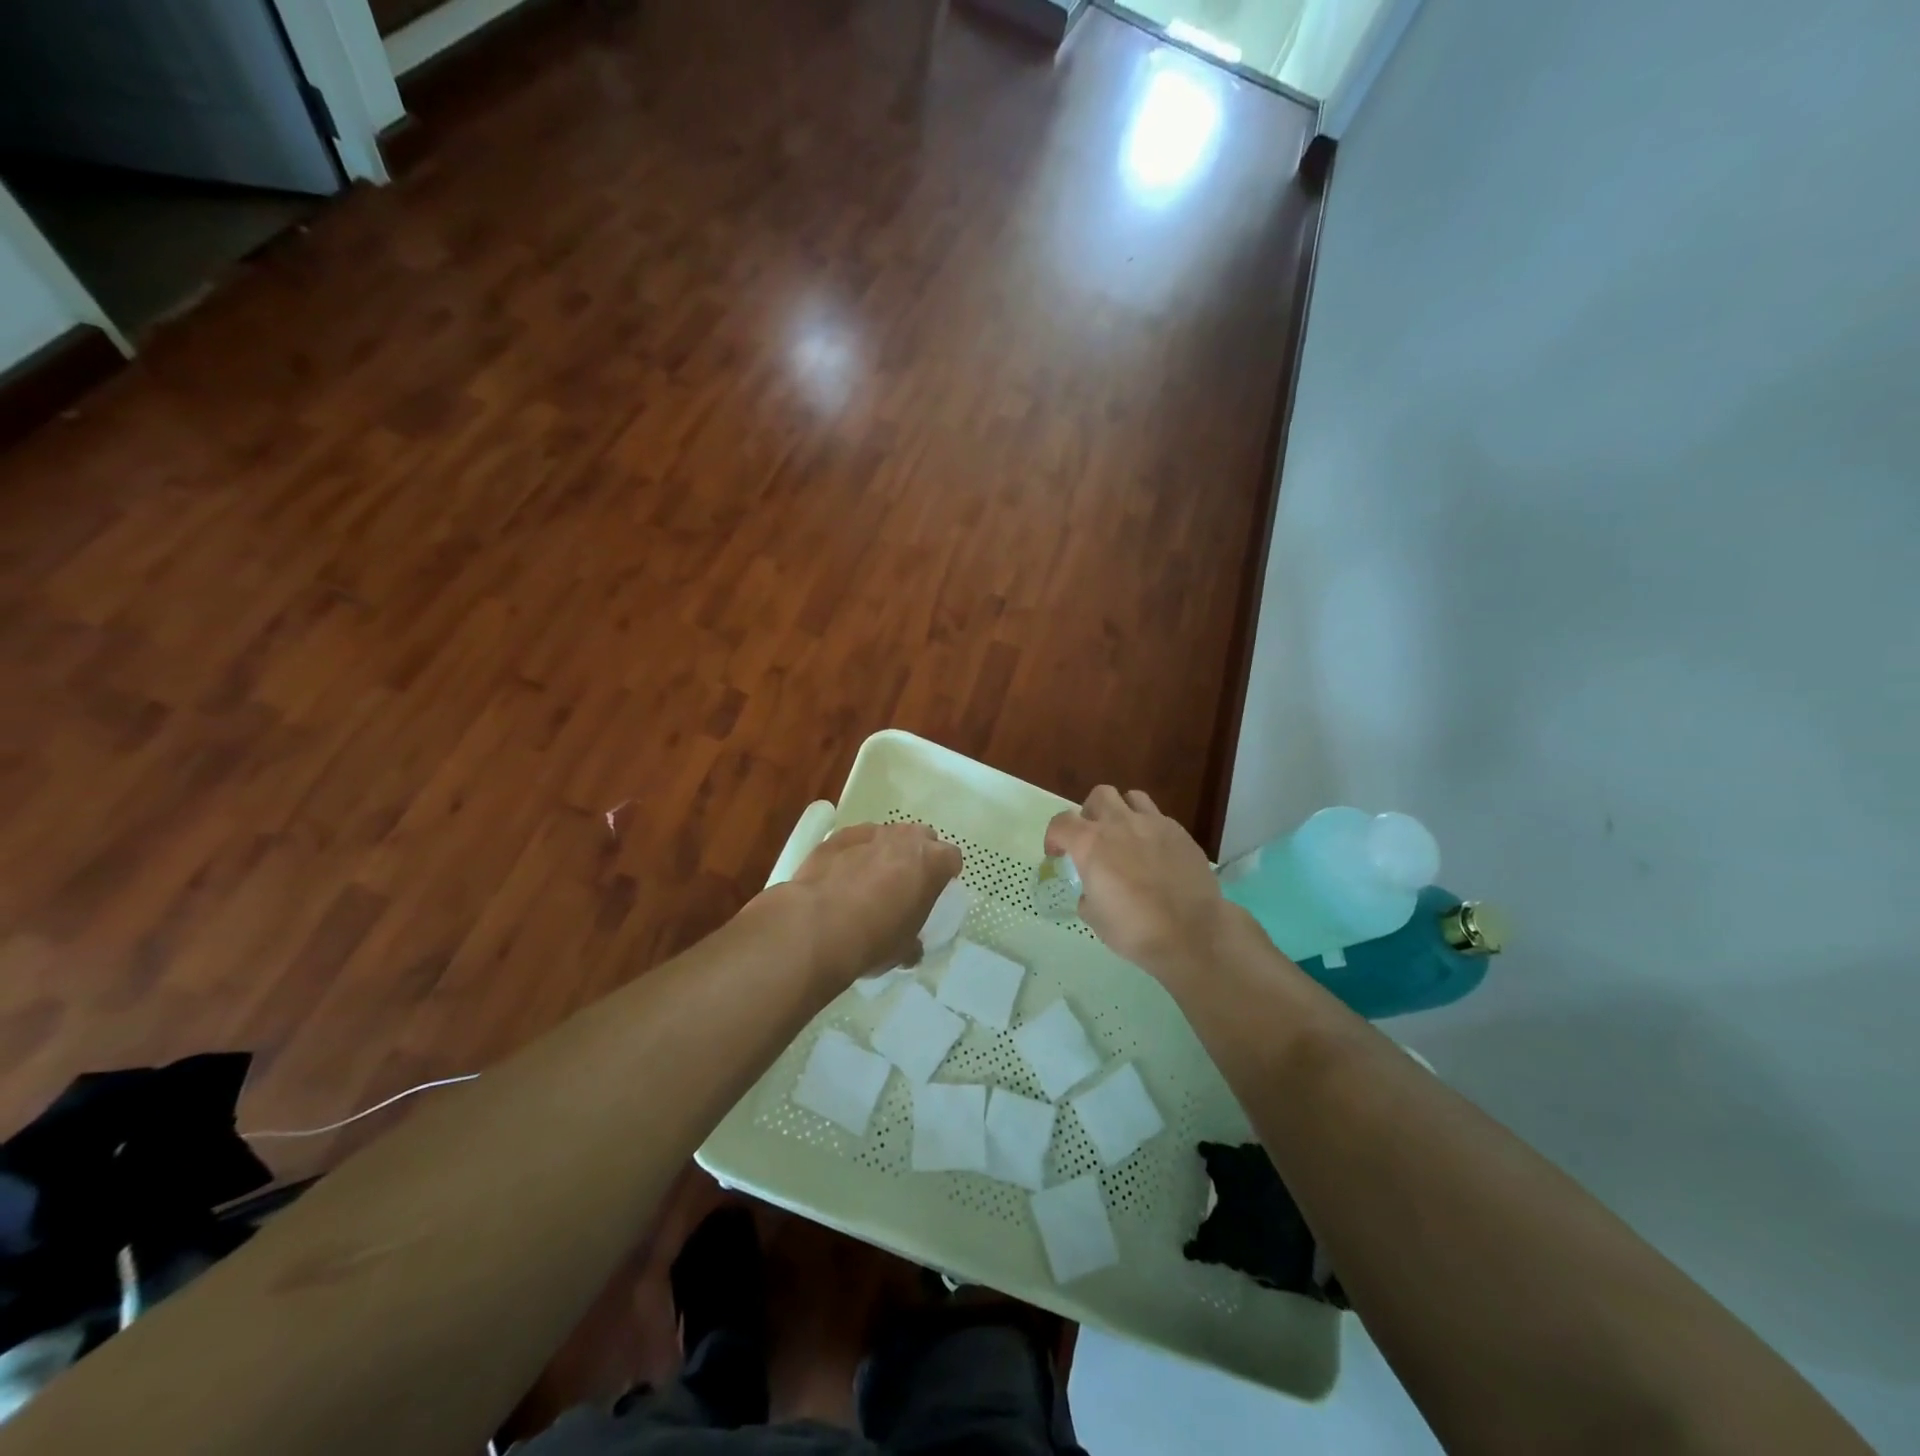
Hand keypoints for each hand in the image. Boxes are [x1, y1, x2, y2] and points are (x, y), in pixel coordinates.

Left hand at [775, 822, 961, 984]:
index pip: (952, 858)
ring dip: (885, 852)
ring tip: (869, 879)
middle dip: (917, 855)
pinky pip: (856, 840)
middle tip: (905, 882)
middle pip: (922, 838)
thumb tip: (912, 949)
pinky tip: (842, 875)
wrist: (817, 926)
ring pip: (888, 835)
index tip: (936, 889)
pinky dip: (854, 853)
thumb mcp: (903, 950)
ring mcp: (871, 833)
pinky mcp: (838, 836)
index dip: (945, 873)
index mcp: (932, 863)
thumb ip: (913, 942)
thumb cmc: (873, 939)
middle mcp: (906, 839)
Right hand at [1045, 787, 1228, 990]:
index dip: (1054, 837)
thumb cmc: (1135, 930)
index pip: (1061, 823)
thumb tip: (1093, 890)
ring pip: (1132, 797)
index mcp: (1090, 844)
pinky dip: (1150, 830)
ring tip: (1126, 836)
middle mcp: (1120, 824)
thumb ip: (1087, 893)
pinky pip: (1159, 818)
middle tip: (1094, 838)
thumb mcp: (1094, 918)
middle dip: (1091, 813)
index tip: (1057, 854)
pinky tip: (1155, 854)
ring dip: (1123, 812)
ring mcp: (1153, 824)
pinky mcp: (1180, 833)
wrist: (1192, 933)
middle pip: (1099, 796)